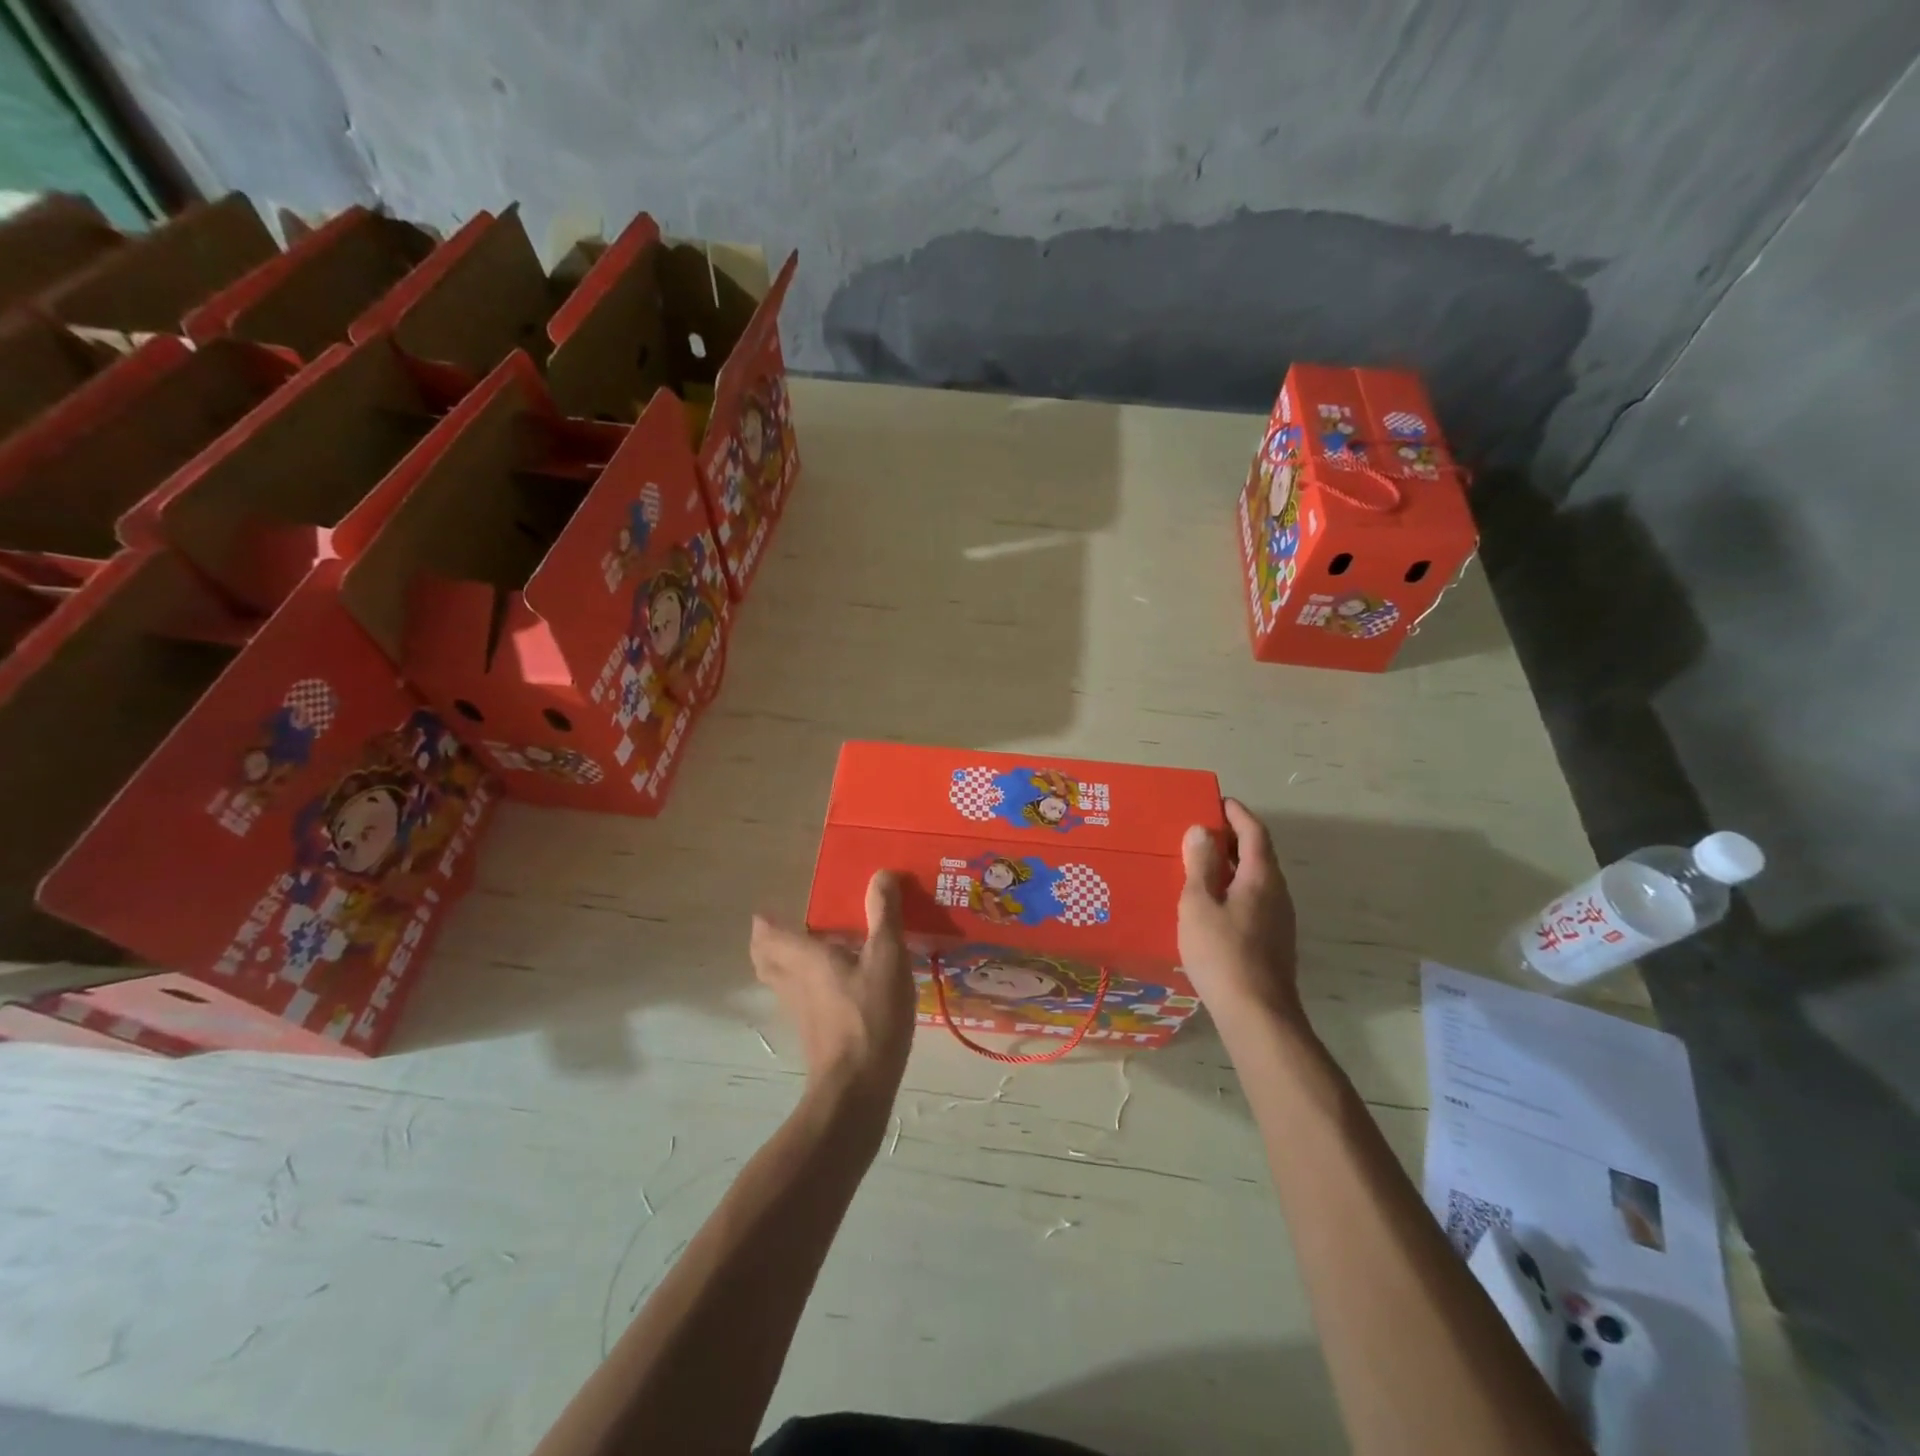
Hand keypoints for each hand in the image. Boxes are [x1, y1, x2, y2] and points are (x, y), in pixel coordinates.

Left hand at [750, 872, 914, 1103]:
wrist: (857, 1088)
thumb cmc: (869, 1015)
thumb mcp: (887, 957)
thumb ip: (884, 915)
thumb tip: (881, 874)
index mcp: (804, 958)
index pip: (768, 935)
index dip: (765, 922)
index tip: (768, 910)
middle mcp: (793, 983)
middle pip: (766, 959)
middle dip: (769, 943)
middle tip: (787, 928)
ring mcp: (800, 1012)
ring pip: (781, 981)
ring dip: (786, 964)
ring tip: (812, 951)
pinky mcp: (814, 1034)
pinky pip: (800, 999)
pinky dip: (806, 986)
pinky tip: (835, 985)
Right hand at [1178, 798, 1302, 1022]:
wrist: (1257, 1014)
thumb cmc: (1222, 953)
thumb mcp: (1199, 904)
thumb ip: (1200, 865)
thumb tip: (1202, 831)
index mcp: (1261, 877)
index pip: (1254, 831)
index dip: (1236, 813)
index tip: (1216, 801)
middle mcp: (1277, 892)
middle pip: (1258, 853)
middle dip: (1231, 837)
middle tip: (1199, 830)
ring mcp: (1279, 919)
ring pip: (1256, 879)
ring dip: (1231, 864)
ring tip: (1199, 864)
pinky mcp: (1273, 941)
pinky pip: (1253, 899)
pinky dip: (1233, 888)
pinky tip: (1211, 903)